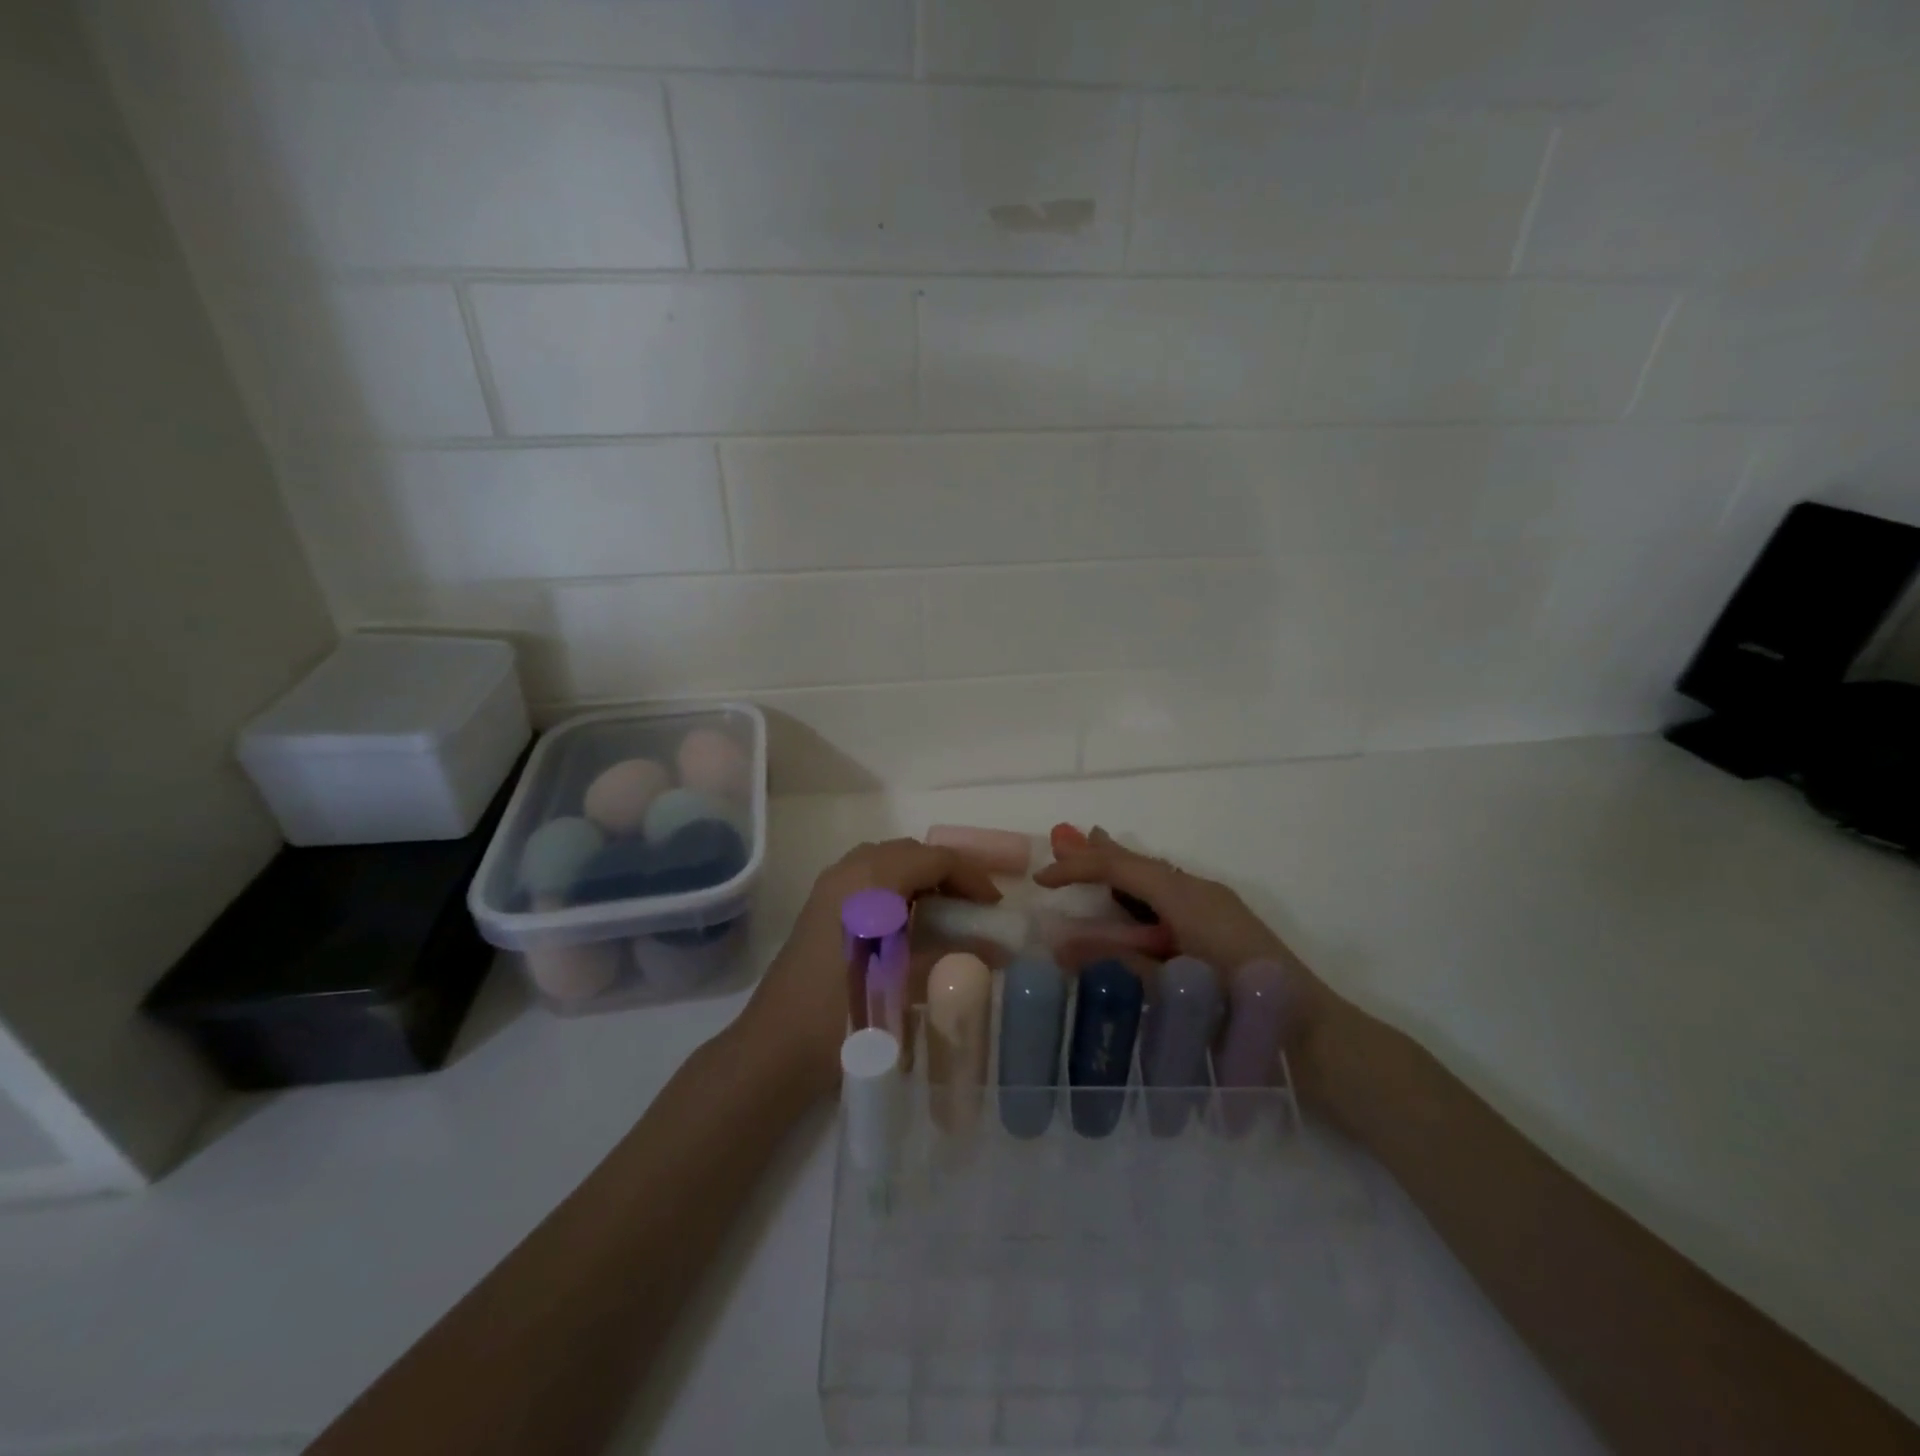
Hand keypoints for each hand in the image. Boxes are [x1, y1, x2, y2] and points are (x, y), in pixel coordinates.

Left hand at [738, 839, 999, 1096]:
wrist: (777, 1047)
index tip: (995, 907)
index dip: (972, 877)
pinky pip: (869, 877)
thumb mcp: (909, 983)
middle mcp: (850, 869)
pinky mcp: (820, 905)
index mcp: (873, 878)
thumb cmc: (847, 1012)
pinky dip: (897, 888)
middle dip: (948, 873)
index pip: (936, 858)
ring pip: (888, 862)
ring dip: (922, 878)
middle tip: (975, 908)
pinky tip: (908, 923)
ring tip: (947, 914)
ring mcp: (830, 885)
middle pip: (912, 852)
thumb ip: (957, 957)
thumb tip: (1001, 949)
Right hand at [1034, 826, 1357, 1107]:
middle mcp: (1202, 891)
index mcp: (1188, 897)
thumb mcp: (1173, 988)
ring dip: (1123, 869)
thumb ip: (1118, 965)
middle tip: (1064, 838)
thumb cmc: (1243, 1012)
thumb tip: (1062, 947)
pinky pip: (1171, 896)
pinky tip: (1136, 902)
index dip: (1078, 867)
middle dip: (1101, 852)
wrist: (1319, 1040)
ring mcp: (1217, 908)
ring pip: (1157, 878)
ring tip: (1094, 855)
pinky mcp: (1224, 927)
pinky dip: (1143, 892)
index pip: (1122, 867)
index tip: (1041, 879)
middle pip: (1141, 862)